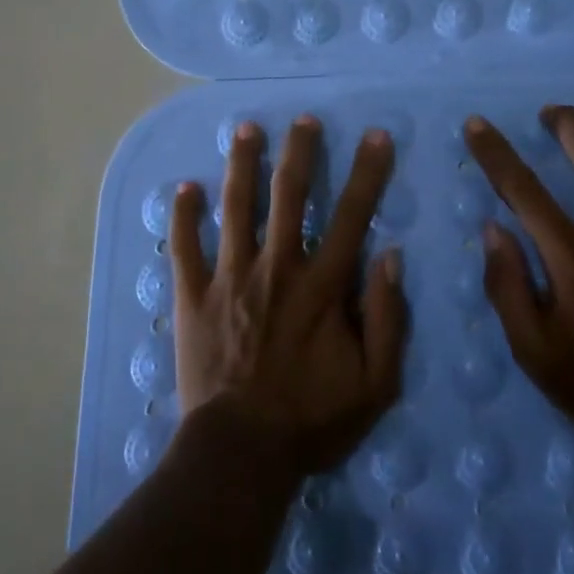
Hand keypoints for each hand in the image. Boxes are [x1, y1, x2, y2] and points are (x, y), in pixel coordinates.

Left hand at [170, 115, 409, 477]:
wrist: (240, 454)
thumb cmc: (312, 420)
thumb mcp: (375, 383)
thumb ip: (388, 317)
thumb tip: (390, 256)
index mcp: (321, 286)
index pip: (351, 216)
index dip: (368, 173)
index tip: (376, 136)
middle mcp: (276, 268)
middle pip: (289, 196)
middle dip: (300, 152)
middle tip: (303, 119)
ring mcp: (229, 278)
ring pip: (236, 207)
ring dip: (242, 165)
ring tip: (246, 128)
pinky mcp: (193, 297)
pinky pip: (185, 248)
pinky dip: (183, 216)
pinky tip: (184, 187)